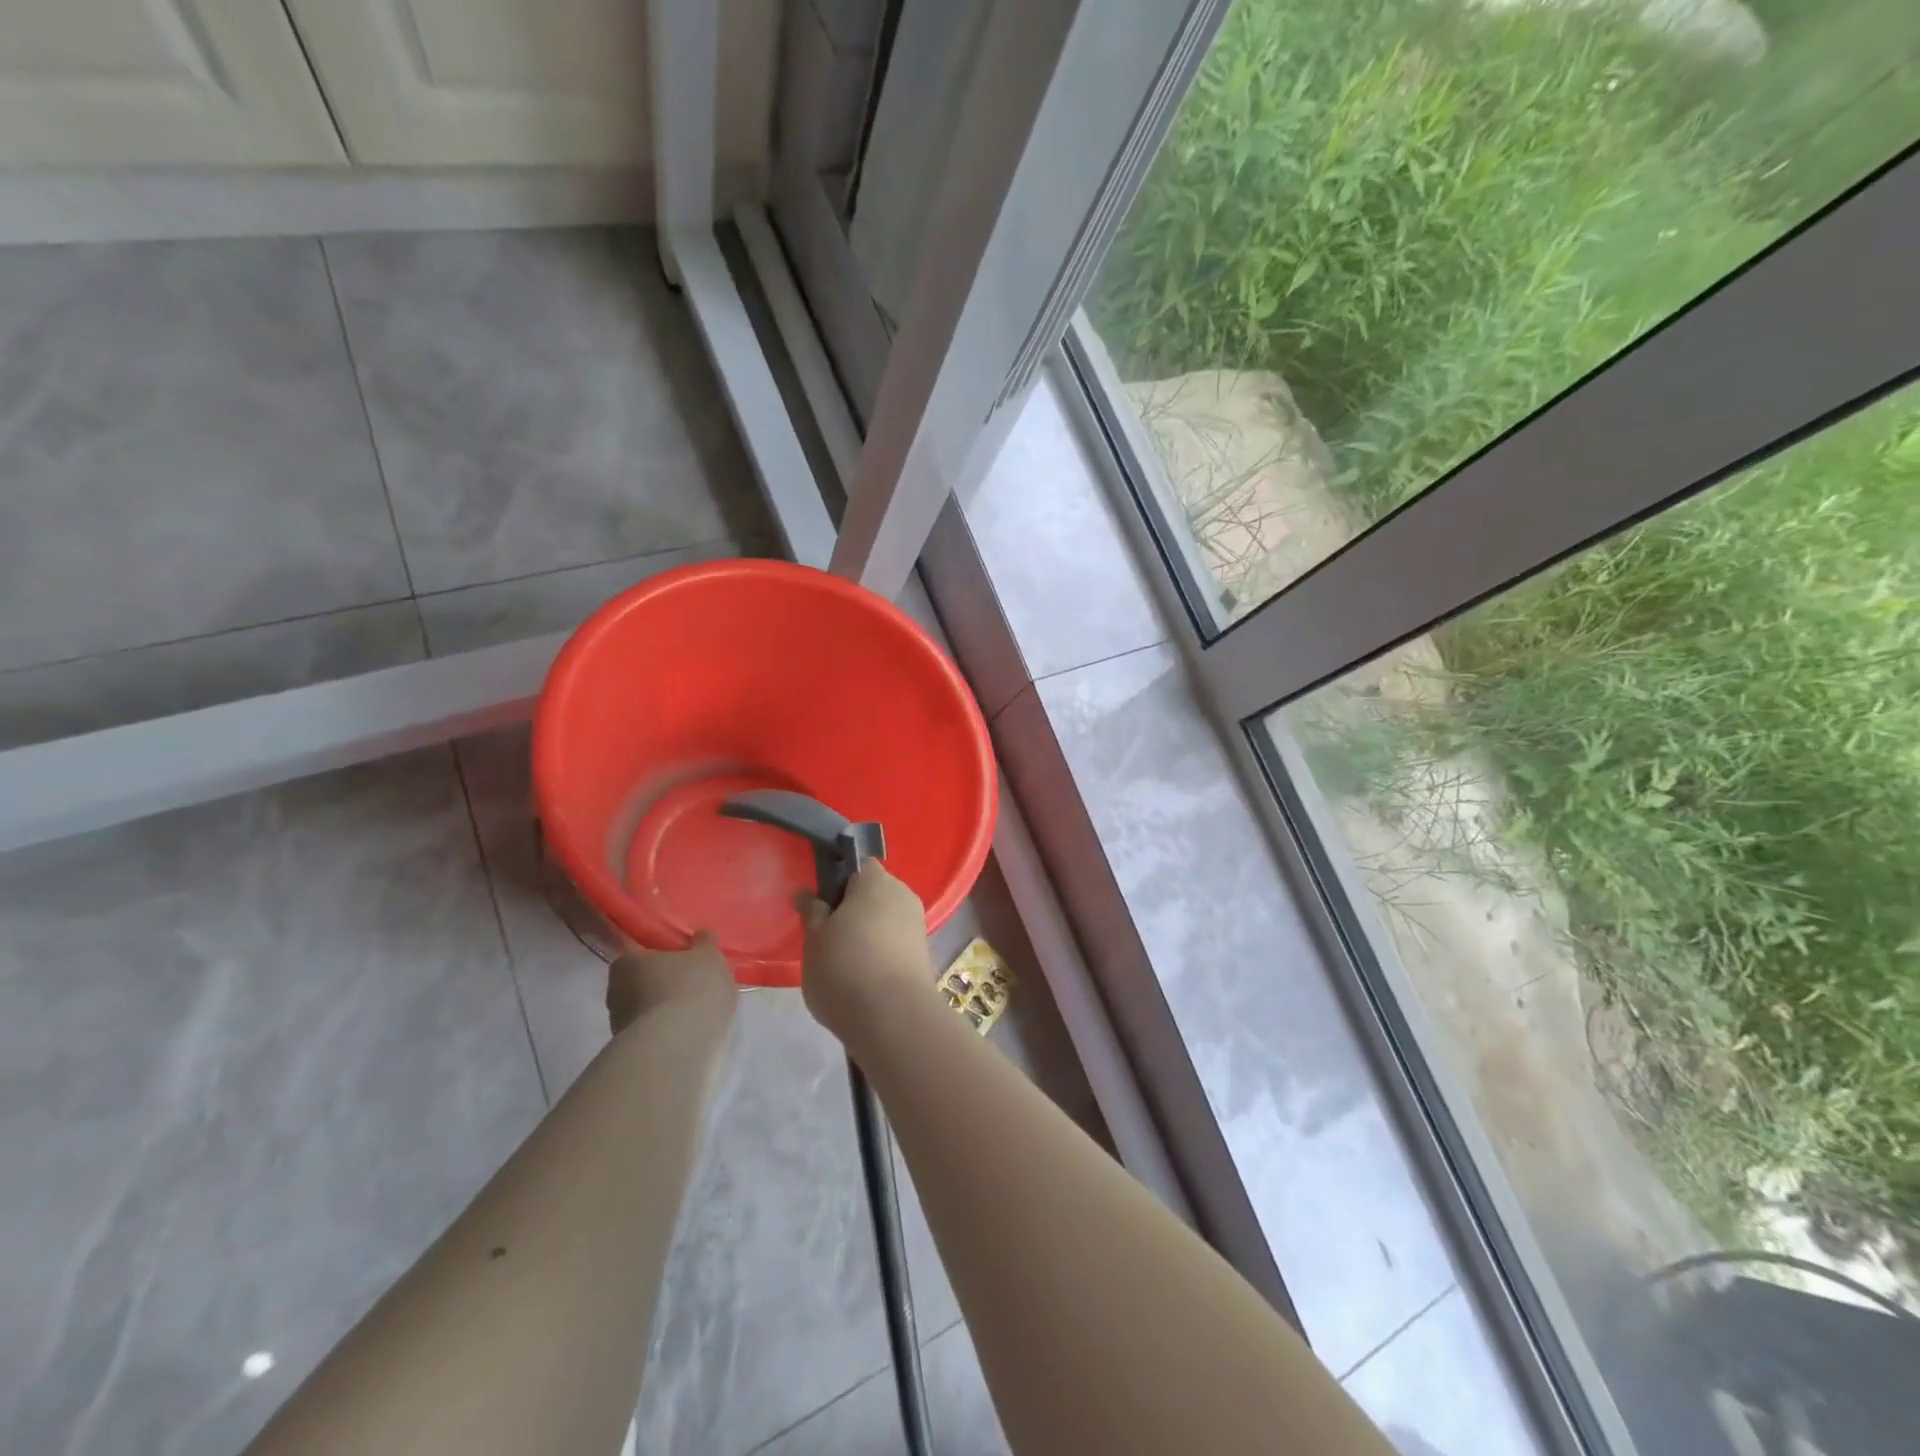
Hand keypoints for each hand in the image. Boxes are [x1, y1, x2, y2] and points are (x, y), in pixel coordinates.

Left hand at [606, 932, 736, 1034]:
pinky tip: (688, 1032)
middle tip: (691, 984)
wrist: (678, 1046)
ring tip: (694, 1012)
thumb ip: (705, 943)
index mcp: (626, 962)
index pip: (639, 953)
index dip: (661, 956)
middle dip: (662, 983)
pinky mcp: (631, 1052)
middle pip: (641, 982)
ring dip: (665, 1010)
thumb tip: (700, 934)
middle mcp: (614, 991)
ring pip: (646, 1010)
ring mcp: (619, 1025)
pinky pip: (653, 1033)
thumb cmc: (692, 988)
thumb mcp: (709, 956)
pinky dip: (667, 1031)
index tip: (681, 960)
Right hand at [796, 863, 933, 1037]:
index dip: (838, 881)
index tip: (820, 905)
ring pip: (884, 921)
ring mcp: (917, 926)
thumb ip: (812, 912)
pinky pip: (894, 945)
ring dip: (866, 935)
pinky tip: (861, 980)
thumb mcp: (814, 939)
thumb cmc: (845, 968)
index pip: (858, 866)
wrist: (894, 1019)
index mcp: (876, 881)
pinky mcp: (923, 956)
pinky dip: (879, 955)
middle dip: (852, 911)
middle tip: (826, 937)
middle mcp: (903, 896)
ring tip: (841, 964)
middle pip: (873, 894)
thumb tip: (807, 895)